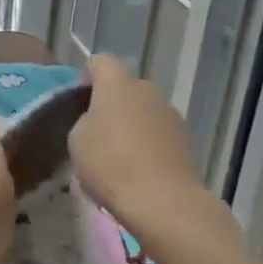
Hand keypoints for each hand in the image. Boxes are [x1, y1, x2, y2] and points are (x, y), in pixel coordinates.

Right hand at [69, 56, 209, 239]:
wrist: (164, 202)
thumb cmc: (111, 164)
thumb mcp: (77, 141)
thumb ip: (83, 120)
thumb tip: (96, 121)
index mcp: (117, 83)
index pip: (99, 61)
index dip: (87, 77)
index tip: (78, 102)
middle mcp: (147, 89)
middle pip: (124, 87)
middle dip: (110, 104)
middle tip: (96, 134)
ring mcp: (170, 113)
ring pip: (143, 110)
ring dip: (130, 124)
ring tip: (118, 157)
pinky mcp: (185, 138)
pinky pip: (158, 132)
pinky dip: (148, 143)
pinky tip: (139, 171)